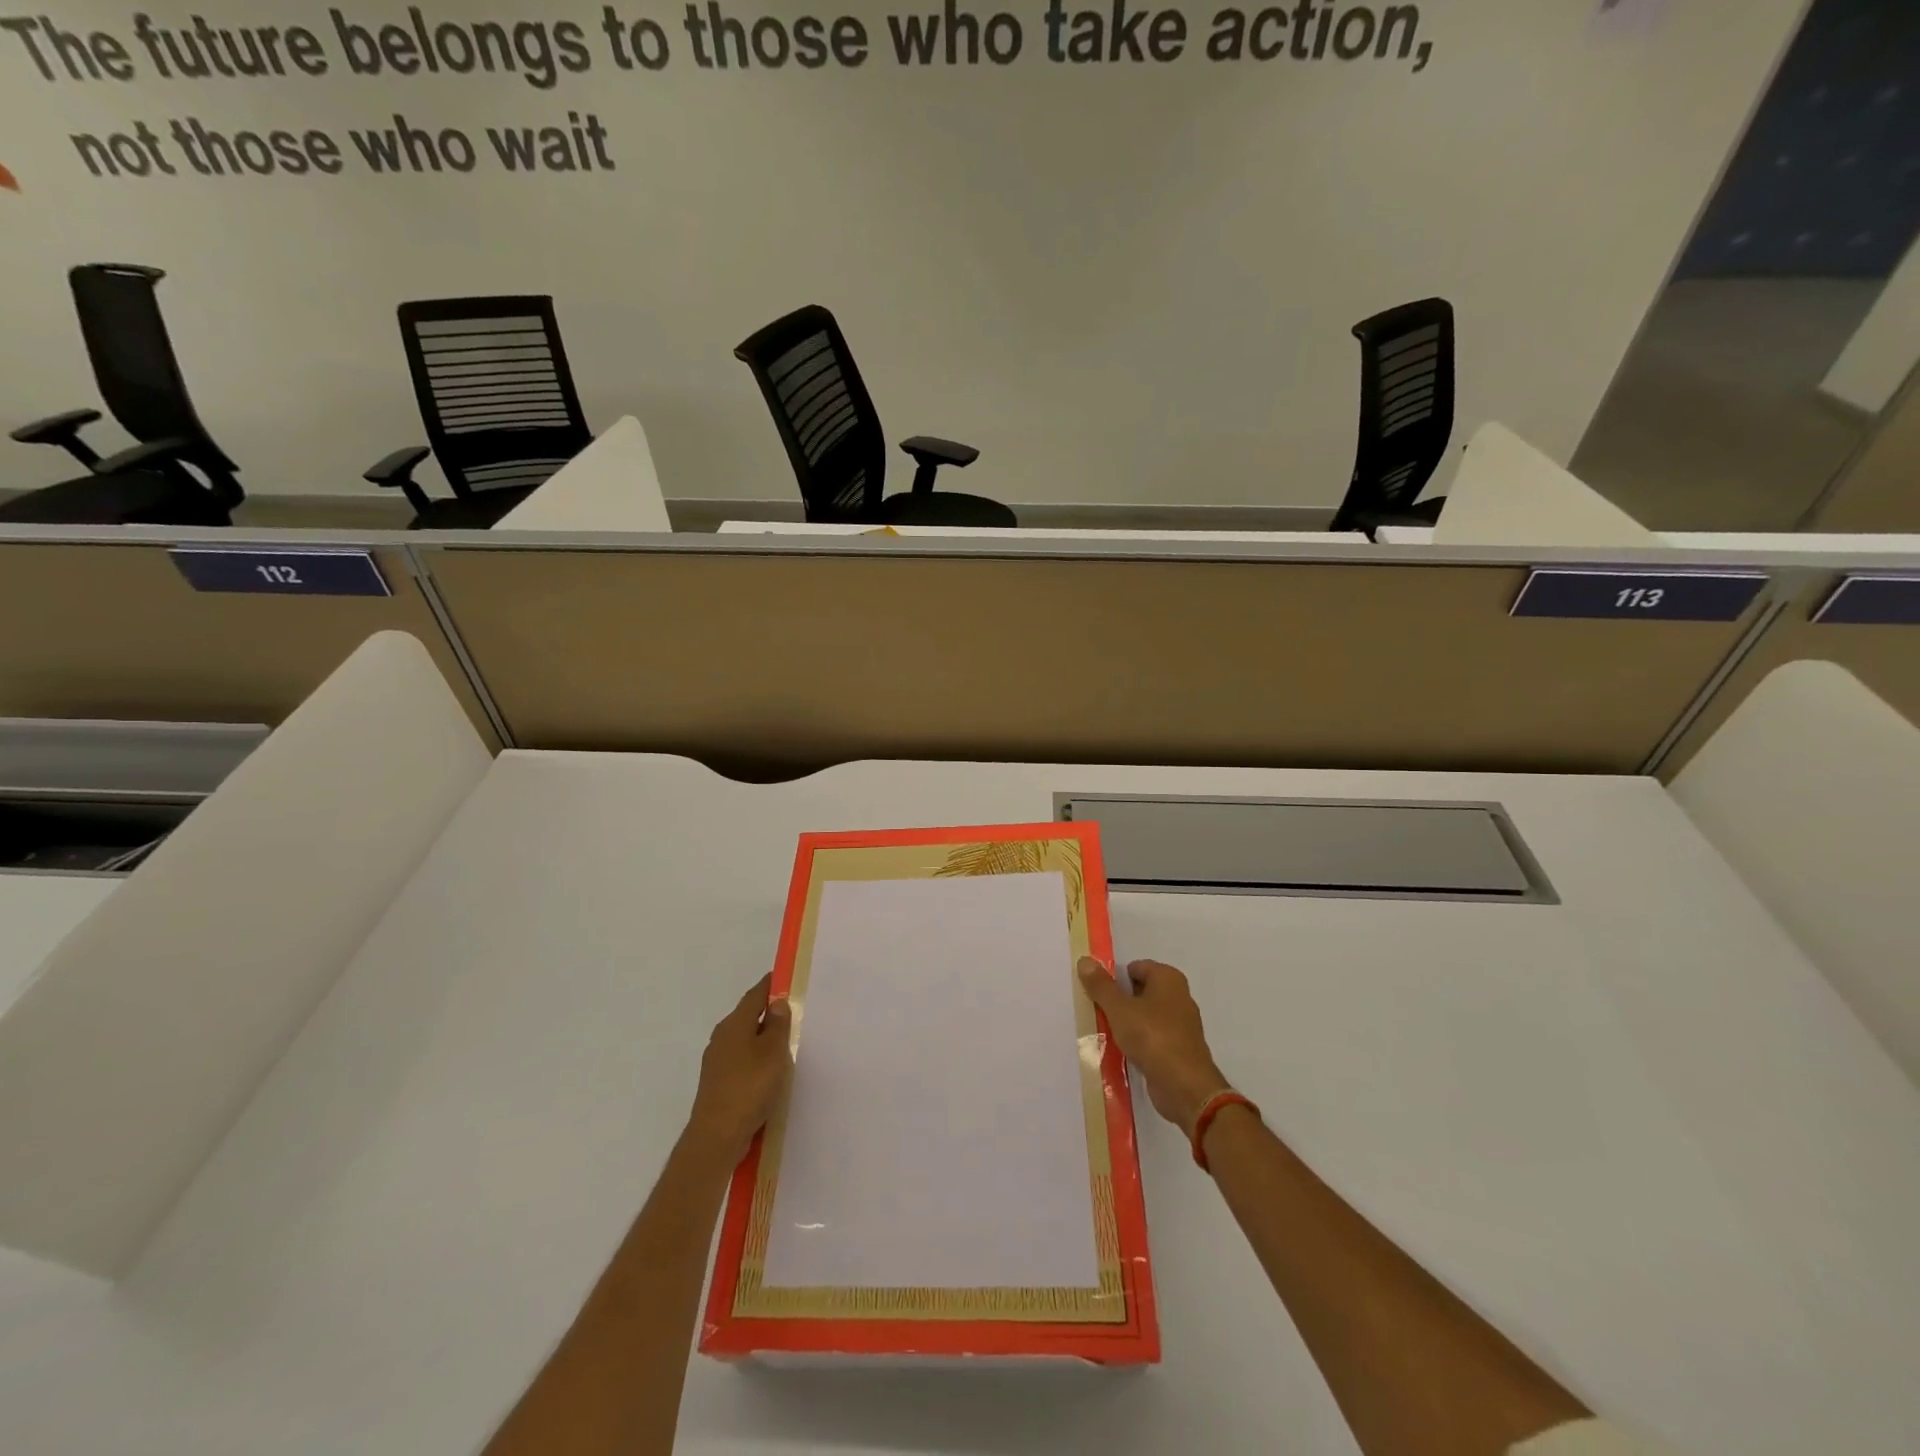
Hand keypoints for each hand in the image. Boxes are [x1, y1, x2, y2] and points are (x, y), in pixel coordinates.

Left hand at [686, 973, 792, 1163]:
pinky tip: (768, 1071)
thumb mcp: (773, 1052)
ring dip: (762, 1037)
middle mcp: (721, 1037)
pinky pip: (741, 1059)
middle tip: (793, 1012)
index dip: (771, 985)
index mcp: (734, 1024)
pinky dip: (755, 1058)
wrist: (717, 1136)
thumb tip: (776, 1002)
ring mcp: (716, 1061)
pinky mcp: (717, 1082)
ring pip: (744, 1039)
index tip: (785, 978)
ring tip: (784, 1043)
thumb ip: (777, 1025)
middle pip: (747, 1016)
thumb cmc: (749, 1087)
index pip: (755, 995)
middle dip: (768, 1012)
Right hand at [1078, 957, 1228, 1137]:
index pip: (1134, 967)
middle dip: (1118, 1000)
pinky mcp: (1178, 1049)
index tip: (1096, 994)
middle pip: (1139, 991)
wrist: (1185, 1088)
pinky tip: (1121, 1050)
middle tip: (1096, 1011)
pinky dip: (1138, 1041)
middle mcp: (1178, 996)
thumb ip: (1101, 986)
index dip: (1114, 979)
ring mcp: (1180, 1024)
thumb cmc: (1153, 1038)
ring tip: (1104, 1032)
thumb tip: (1085, 961)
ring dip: (1126, 1022)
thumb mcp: (1119, 1009)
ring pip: (1145, 1015)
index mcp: (1169, 979)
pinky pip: (1151, 1037)